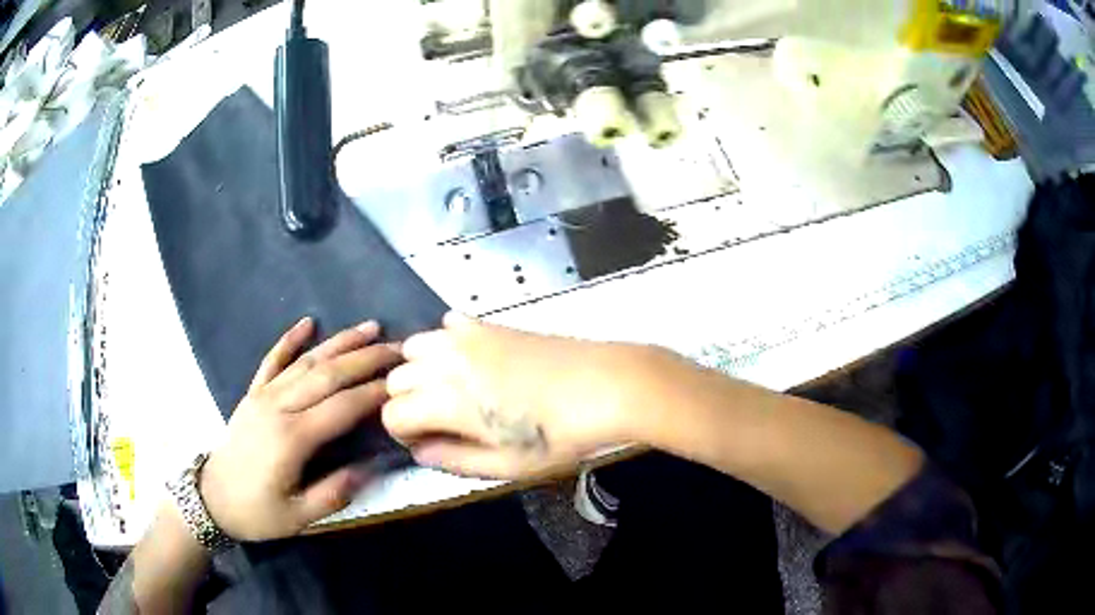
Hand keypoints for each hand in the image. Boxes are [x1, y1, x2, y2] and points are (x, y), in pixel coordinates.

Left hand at [199, 317, 401, 541]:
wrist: (211, 499)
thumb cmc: (257, 512)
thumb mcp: (299, 516)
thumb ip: (335, 492)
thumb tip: (372, 467)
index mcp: (292, 438)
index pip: (342, 407)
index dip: (375, 393)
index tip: (403, 383)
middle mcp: (278, 407)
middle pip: (328, 375)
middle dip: (366, 359)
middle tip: (398, 347)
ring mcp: (263, 396)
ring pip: (306, 361)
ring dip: (339, 342)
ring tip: (370, 328)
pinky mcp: (253, 393)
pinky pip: (272, 360)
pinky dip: (290, 339)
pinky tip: (308, 322)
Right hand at [383, 313, 665, 478]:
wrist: (607, 385)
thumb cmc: (560, 435)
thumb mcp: (508, 466)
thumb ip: (454, 460)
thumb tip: (420, 452)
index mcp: (447, 400)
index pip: (392, 413)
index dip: (403, 434)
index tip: (429, 444)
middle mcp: (446, 362)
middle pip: (396, 379)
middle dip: (408, 403)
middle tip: (443, 423)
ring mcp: (468, 337)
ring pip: (414, 348)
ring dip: (420, 372)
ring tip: (452, 393)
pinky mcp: (489, 324)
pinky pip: (447, 326)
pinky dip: (445, 344)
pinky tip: (472, 362)